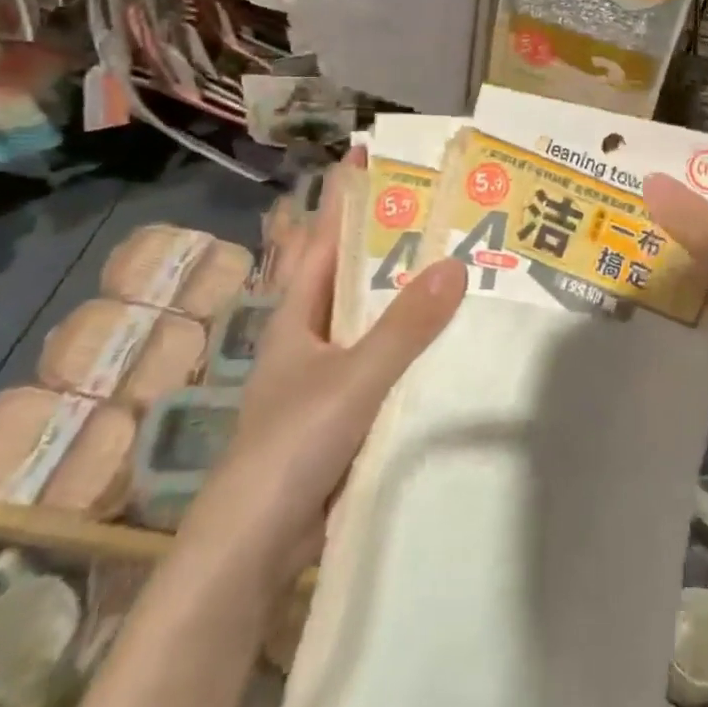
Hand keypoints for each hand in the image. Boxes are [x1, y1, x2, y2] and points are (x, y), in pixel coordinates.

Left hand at [182, 155, 465, 589]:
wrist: (251, 550)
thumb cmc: (289, 447)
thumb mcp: (353, 378)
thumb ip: (405, 326)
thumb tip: (456, 262)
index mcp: (297, 314)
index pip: (324, 237)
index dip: (347, 196)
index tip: (375, 156)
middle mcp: (309, 335)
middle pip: (350, 272)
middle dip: (388, 239)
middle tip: (441, 208)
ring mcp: (324, 375)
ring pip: (369, 317)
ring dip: (403, 292)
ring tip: (455, 262)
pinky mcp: (342, 411)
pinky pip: (383, 359)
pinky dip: (409, 341)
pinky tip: (445, 339)